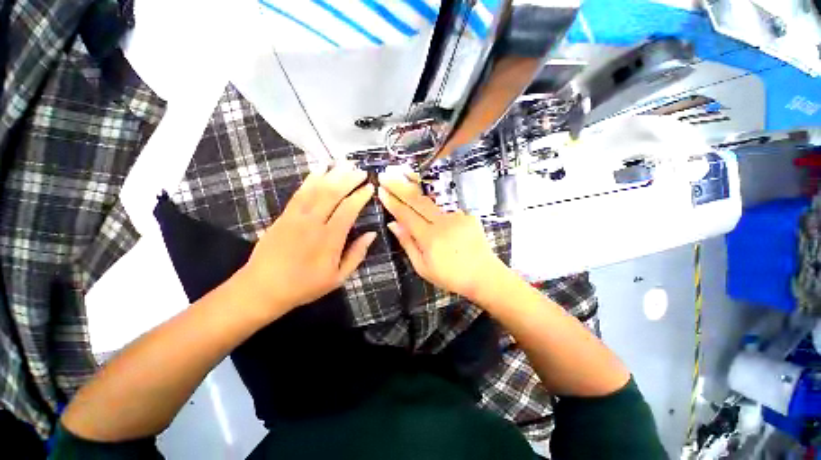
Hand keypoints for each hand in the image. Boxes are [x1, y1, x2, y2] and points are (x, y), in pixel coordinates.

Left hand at [237, 166, 375, 318]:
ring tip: (344, 163)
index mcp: (329, 240)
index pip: (348, 210)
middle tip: (360, 170)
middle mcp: (313, 223)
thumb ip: (356, 254)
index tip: (370, 187)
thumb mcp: (338, 278)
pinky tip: (319, 169)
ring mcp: (296, 217)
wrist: (263, 288)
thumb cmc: (305, 285)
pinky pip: (300, 192)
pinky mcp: (284, 215)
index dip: (360, 196)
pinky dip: (311, 178)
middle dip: (348, 179)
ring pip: (316, 189)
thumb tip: (372, 234)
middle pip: (332, 193)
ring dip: (332, 174)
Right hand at [378, 173, 507, 300]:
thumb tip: (393, 224)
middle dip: (400, 186)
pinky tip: (426, 189)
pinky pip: (446, 205)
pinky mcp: (467, 214)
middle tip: (386, 175)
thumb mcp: (423, 267)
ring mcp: (457, 216)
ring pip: (432, 198)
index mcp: (429, 238)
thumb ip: (408, 243)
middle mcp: (443, 222)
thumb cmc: (450, 276)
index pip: (406, 215)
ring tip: (404, 172)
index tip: (381, 190)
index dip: (392, 202)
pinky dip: (434, 197)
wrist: (484, 275)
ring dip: (416, 185)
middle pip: (417, 200)